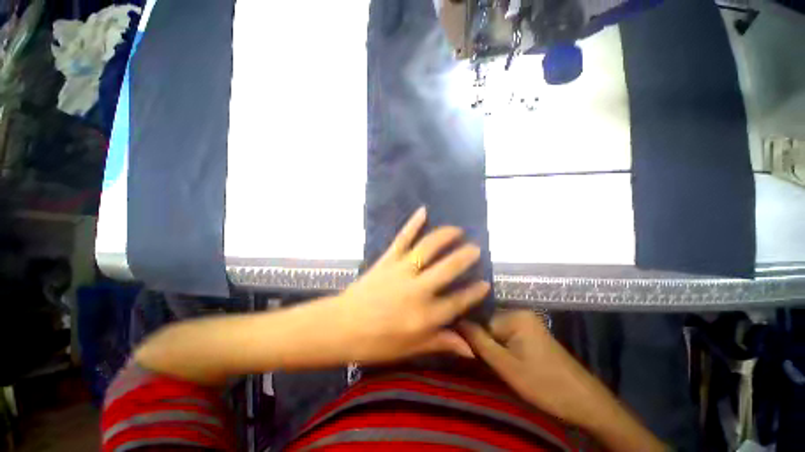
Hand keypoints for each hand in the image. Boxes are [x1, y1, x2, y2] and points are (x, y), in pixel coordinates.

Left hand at [334, 207, 489, 363]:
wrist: (341, 326)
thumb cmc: (376, 343)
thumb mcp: (410, 349)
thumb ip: (441, 343)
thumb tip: (471, 349)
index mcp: (425, 316)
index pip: (458, 302)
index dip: (474, 292)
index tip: (486, 283)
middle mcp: (418, 290)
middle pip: (448, 269)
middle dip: (465, 256)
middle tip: (475, 248)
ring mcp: (401, 271)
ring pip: (428, 248)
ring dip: (445, 236)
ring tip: (457, 230)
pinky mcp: (387, 260)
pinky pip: (402, 238)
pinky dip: (413, 223)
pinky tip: (423, 211)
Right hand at [458, 311, 603, 425]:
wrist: (586, 402)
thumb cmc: (545, 385)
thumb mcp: (506, 366)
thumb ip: (479, 342)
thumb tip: (455, 321)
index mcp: (515, 315)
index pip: (479, 318)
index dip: (469, 334)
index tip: (461, 348)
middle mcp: (520, 312)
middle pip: (487, 322)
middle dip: (480, 339)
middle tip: (476, 359)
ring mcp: (527, 322)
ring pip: (495, 329)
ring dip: (489, 344)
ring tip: (486, 361)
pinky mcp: (531, 332)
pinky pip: (506, 333)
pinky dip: (499, 345)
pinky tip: (500, 359)